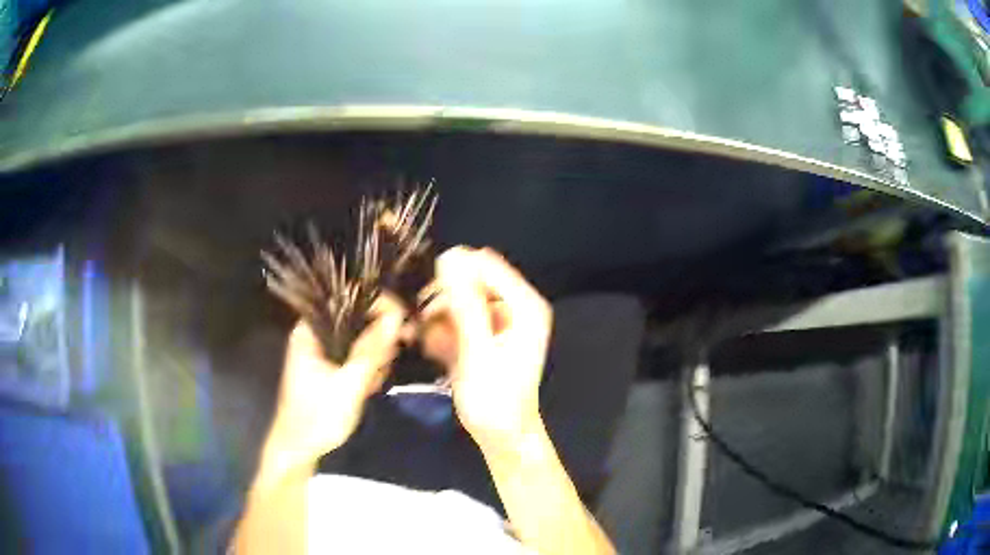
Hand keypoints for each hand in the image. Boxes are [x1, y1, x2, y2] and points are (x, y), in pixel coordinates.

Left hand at [260, 296, 405, 480]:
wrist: (300, 449)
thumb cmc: (318, 415)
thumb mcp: (349, 383)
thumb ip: (372, 349)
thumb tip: (397, 315)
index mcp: (311, 329)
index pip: (349, 300)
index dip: (380, 307)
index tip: (404, 326)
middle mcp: (316, 334)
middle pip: (359, 320)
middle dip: (378, 342)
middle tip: (384, 366)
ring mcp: (323, 351)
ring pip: (361, 340)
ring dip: (375, 360)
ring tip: (371, 385)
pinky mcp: (331, 367)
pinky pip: (356, 357)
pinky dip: (367, 370)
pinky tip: (369, 389)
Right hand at [424, 247, 552, 451]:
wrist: (501, 436)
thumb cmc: (495, 400)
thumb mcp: (477, 351)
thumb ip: (465, 304)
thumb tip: (451, 257)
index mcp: (524, 306)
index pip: (487, 264)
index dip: (454, 269)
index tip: (425, 290)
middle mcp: (514, 307)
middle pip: (470, 280)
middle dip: (442, 298)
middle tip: (422, 322)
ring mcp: (497, 321)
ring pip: (458, 299)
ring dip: (437, 316)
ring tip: (423, 339)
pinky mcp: (482, 335)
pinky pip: (456, 319)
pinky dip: (441, 330)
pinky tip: (432, 348)